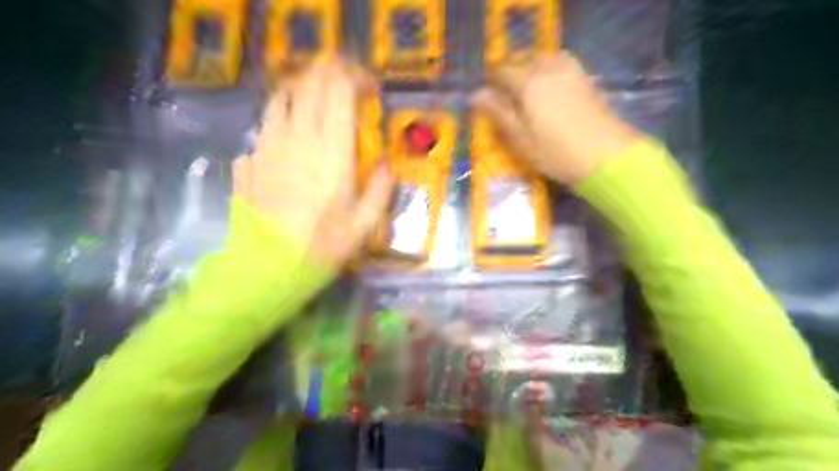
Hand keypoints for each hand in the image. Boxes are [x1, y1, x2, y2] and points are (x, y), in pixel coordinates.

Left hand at [231, 58, 392, 268]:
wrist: (269, 267)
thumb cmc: (323, 247)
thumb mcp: (364, 224)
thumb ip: (380, 189)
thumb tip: (387, 164)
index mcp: (332, 152)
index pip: (340, 92)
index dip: (356, 78)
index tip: (369, 87)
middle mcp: (298, 138)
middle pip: (311, 84)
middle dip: (330, 73)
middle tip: (345, 84)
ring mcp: (268, 146)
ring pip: (282, 96)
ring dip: (303, 89)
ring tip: (316, 99)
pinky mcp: (251, 158)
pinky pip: (266, 124)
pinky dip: (282, 117)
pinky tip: (291, 135)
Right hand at [471, 52, 642, 183]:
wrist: (605, 156)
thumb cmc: (555, 152)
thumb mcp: (520, 138)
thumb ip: (498, 113)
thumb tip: (476, 95)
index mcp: (528, 83)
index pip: (501, 71)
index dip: (490, 82)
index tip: (486, 97)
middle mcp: (548, 68)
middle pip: (523, 59)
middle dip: (510, 72)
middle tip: (504, 95)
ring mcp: (570, 70)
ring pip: (542, 58)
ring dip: (529, 68)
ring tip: (525, 91)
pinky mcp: (585, 78)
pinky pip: (560, 64)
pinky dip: (548, 70)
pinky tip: (548, 90)